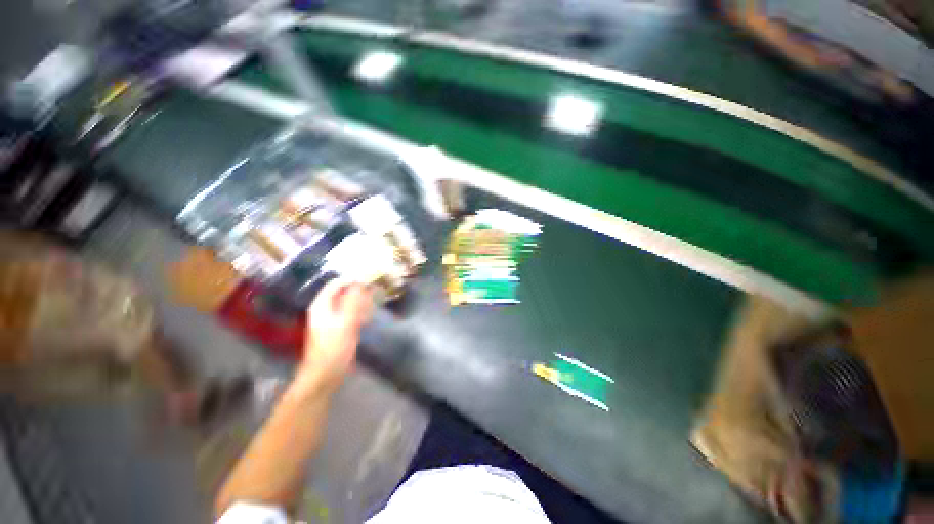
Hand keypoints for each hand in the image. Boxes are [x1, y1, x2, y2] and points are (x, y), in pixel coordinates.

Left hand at [296, 279, 373, 394]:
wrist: (325, 375)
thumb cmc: (334, 348)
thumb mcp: (346, 322)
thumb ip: (354, 301)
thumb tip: (362, 282)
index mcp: (322, 305)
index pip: (337, 283)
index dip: (353, 280)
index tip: (371, 280)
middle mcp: (325, 309)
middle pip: (343, 293)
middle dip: (359, 291)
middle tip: (375, 291)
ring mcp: (331, 320)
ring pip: (348, 303)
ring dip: (361, 301)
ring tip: (374, 303)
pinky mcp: (338, 329)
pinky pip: (350, 314)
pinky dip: (360, 312)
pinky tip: (368, 317)